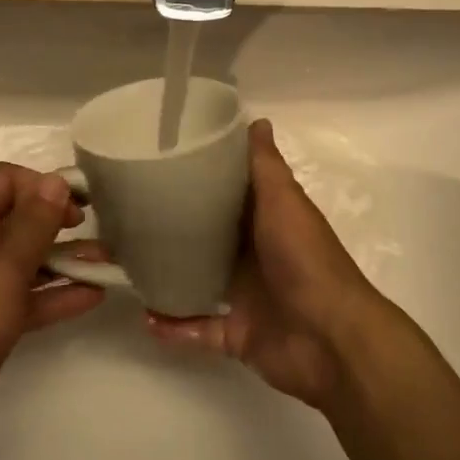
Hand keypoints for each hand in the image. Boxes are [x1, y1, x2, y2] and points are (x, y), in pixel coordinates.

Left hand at [0, 163, 104, 459]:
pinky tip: (91, 296)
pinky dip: (52, 294)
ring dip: (63, 260)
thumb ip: (35, 222)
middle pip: (16, 218)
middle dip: (57, 222)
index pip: (4, 179)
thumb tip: (55, 180)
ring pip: (23, 260)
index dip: (42, 184)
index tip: (79, 203)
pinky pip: (22, 297)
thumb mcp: (4, 266)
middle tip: (94, 231)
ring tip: (106, 264)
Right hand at [146, 119, 396, 408]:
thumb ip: (266, 166)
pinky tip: (146, 318)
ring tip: (128, 266)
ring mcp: (245, 296)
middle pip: (209, 238)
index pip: (229, 193)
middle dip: (175, 229)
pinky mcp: (236, 334)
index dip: (202, 177)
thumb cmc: (306, 260)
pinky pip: (197, 329)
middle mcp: (254, 255)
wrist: (331, 339)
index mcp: (266, 221)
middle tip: (130, 216)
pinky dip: (174, 326)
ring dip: (169, 276)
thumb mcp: (284, 202)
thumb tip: (257, 120)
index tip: (161, 163)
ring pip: (198, 281)